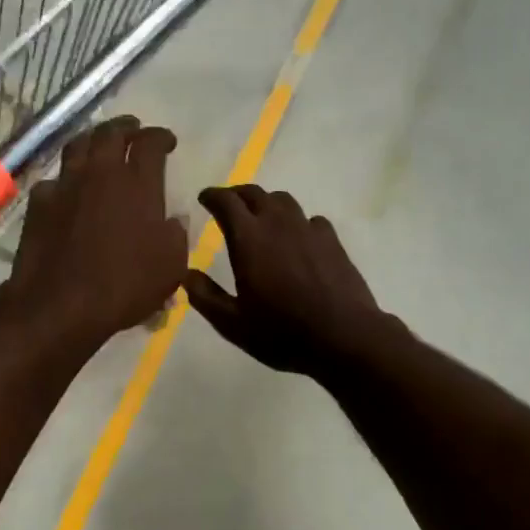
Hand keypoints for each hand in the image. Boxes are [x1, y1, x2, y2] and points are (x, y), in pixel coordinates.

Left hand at [0, 116, 187, 347]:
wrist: (60, 305)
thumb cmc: (124, 287)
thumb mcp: (170, 267)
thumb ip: (176, 236)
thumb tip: (175, 218)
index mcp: (138, 184)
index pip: (150, 143)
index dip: (160, 137)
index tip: (167, 141)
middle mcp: (100, 173)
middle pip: (110, 133)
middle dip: (125, 128)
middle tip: (133, 131)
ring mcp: (65, 184)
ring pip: (78, 146)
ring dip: (93, 140)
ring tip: (100, 145)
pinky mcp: (39, 202)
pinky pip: (55, 179)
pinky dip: (66, 178)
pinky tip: (69, 189)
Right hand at [183, 185, 388, 376]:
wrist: (343, 336)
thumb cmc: (281, 332)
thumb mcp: (232, 324)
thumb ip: (205, 296)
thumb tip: (186, 274)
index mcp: (248, 238)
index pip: (226, 201)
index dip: (212, 196)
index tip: (204, 198)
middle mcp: (278, 224)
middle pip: (255, 194)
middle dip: (237, 195)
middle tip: (228, 205)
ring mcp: (309, 230)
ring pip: (284, 201)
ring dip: (267, 204)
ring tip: (261, 218)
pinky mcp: (333, 241)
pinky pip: (310, 220)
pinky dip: (297, 222)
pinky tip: (298, 239)